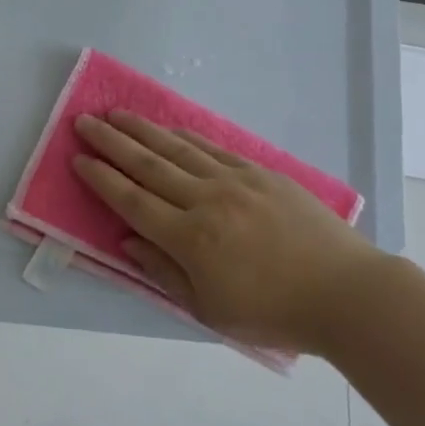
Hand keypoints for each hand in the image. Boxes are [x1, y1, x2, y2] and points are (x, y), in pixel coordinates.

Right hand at [72, 110, 388, 352]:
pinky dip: (184, 136)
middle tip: (84, 121)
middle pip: (148, 165)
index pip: (132, 201)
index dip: (101, 179)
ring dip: (142, 130)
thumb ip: (163, 272)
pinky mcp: (260, 172)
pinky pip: (212, 148)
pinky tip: (167, 128)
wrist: (346, 292)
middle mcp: (206, 200)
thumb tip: (128, 240)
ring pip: (177, 148)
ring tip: (115, 113)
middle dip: (111, 142)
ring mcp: (235, 181)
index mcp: (190, 239)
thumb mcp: (210, 309)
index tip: (78, 159)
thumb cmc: (274, 312)